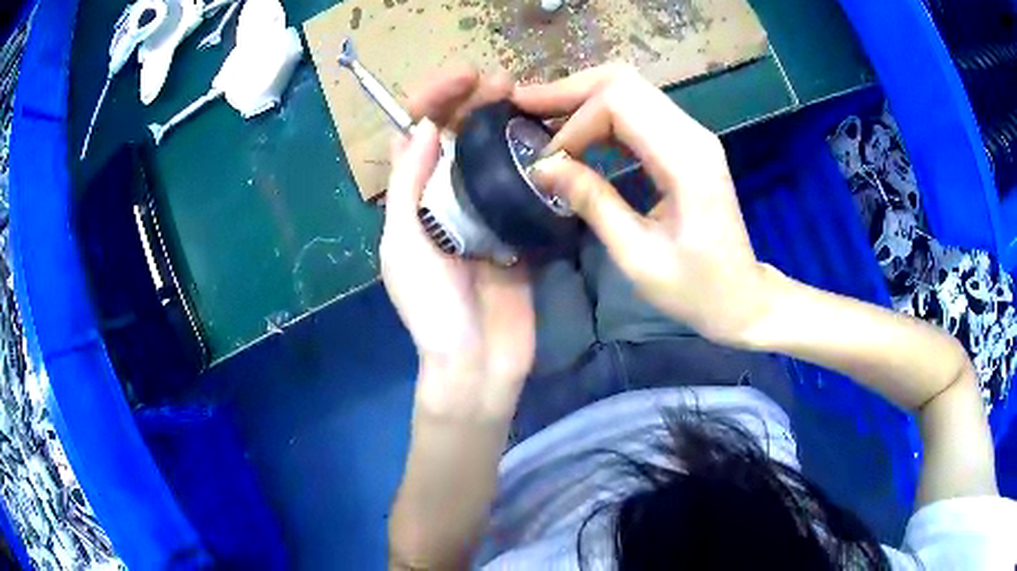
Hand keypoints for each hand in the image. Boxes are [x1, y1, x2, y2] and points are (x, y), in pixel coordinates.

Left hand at [381, 68, 535, 417]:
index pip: (415, 136)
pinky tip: (549, 140)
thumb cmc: (433, 311)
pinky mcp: (518, 230)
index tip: (462, 79)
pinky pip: (524, 187)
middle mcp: (446, 199)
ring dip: (506, 124)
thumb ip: (410, 186)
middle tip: (504, 81)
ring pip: (493, 156)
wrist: (479, 364)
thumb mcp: (404, 247)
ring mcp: (485, 214)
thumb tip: (426, 126)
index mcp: (413, 201)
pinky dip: (533, 160)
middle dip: (474, 103)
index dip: (432, 100)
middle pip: (458, 138)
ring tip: (528, 100)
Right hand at [516, 64, 773, 345]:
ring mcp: (692, 135)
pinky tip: (576, 131)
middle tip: (523, 106)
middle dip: (569, 91)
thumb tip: (543, 167)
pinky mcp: (687, 144)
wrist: (741, 297)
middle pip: (623, 82)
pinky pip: (638, 110)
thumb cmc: (695, 289)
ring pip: (629, 89)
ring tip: (540, 115)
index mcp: (686, 161)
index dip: (574, 124)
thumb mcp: (637, 257)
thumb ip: (593, 203)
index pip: (620, 104)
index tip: (547, 163)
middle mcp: (693, 134)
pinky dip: (601, 114)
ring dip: (581, 98)